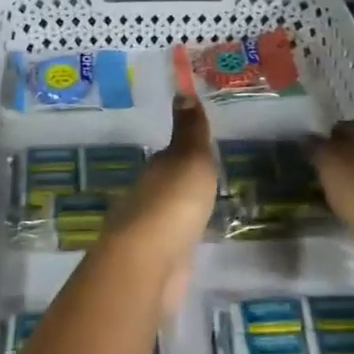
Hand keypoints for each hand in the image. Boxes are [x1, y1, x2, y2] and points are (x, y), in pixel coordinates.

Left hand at [103, 96, 218, 313]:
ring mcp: (149, 232)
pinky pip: (174, 243)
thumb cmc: (173, 203)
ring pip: (168, 215)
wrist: (150, 264)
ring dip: (181, 212)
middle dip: (182, 183)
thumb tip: (181, 89)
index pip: (170, 155)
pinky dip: (182, 240)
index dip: (186, 151)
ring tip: (205, 212)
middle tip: (207, 181)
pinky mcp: (157, 263)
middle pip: (166, 185)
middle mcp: (146, 196)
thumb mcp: (190, 158)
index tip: (203, 150)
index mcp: (155, 169)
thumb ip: (190, 130)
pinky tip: (194, 243)